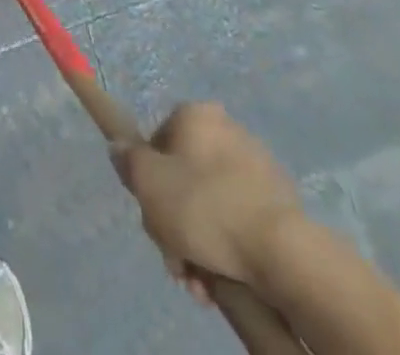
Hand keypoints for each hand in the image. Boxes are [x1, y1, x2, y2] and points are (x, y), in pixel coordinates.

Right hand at [115, 102, 302, 300]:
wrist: (279, 251)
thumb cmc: (204, 207)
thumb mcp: (149, 183)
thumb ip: (128, 160)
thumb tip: (119, 147)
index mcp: (195, 115)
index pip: (157, 142)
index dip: (149, 184)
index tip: (153, 218)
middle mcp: (226, 129)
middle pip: (184, 178)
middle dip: (174, 224)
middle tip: (177, 261)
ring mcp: (256, 165)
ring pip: (210, 204)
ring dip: (198, 244)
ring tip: (201, 284)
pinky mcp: (278, 201)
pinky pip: (238, 219)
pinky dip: (227, 246)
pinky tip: (223, 279)